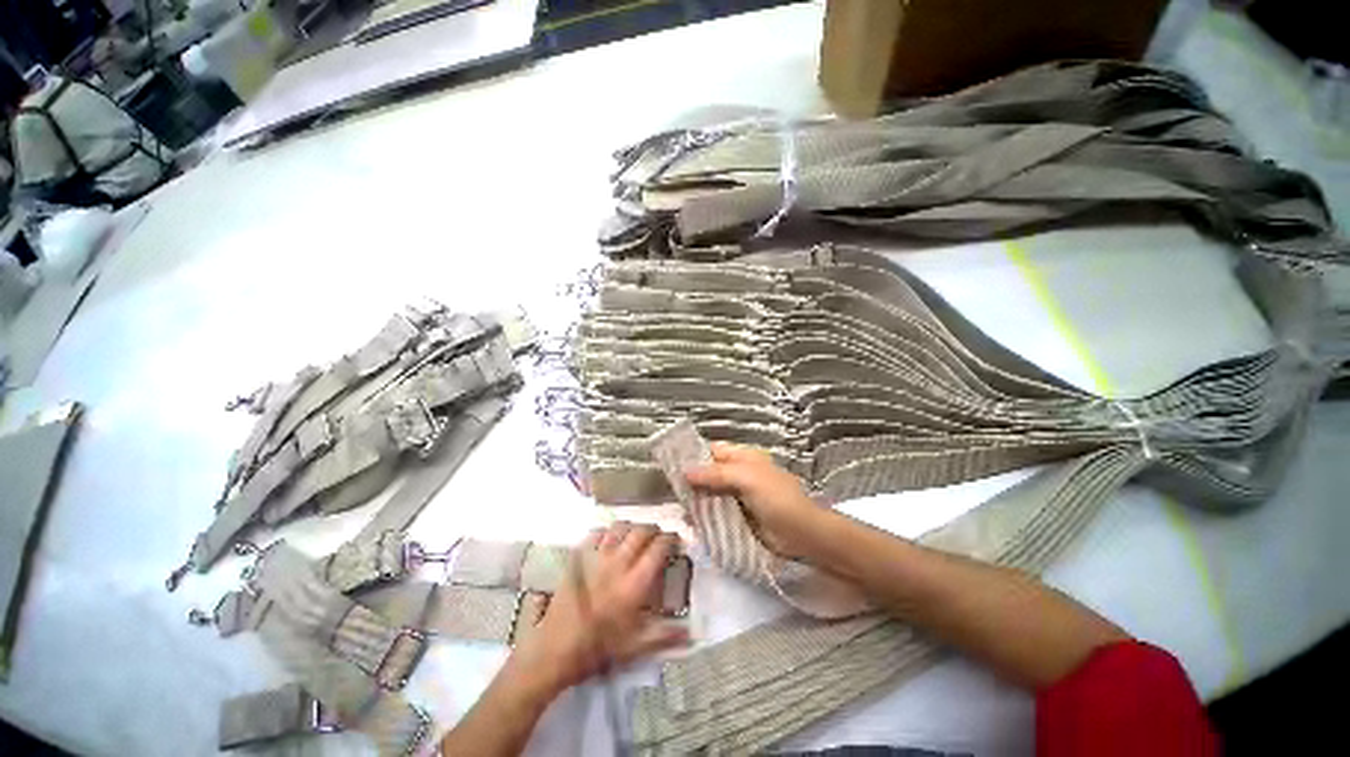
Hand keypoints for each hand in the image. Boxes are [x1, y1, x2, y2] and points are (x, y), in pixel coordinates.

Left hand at [509, 523, 688, 693]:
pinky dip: (607, 531)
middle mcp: (618, 563)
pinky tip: (610, 538)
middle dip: (653, 529)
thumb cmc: (598, 649)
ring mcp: (596, 557)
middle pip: (640, 532)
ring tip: (636, 534)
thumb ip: (665, 636)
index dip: (670, 539)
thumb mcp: (635, 647)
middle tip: (658, 535)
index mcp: (635, 583)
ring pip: (619, 528)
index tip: (676, 539)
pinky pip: (596, 533)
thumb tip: (692, 635)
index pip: (658, 549)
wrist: (556, 649)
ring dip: (632, 527)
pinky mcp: (579, 557)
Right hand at [684, 442, 825, 559]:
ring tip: (677, 507)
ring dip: (695, 499)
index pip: (713, 450)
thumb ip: (716, 474)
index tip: (672, 463)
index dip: (694, 454)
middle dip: (691, 480)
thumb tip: (685, 471)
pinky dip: (704, 516)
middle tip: (670, 489)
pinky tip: (690, 522)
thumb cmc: (776, 498)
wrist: (801, 534)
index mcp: (743, 458)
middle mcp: (738, 474)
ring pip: (710, 493)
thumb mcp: (747, 478)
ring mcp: (737, 496)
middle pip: (709, 472)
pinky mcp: (737, 516)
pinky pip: (716, 512)